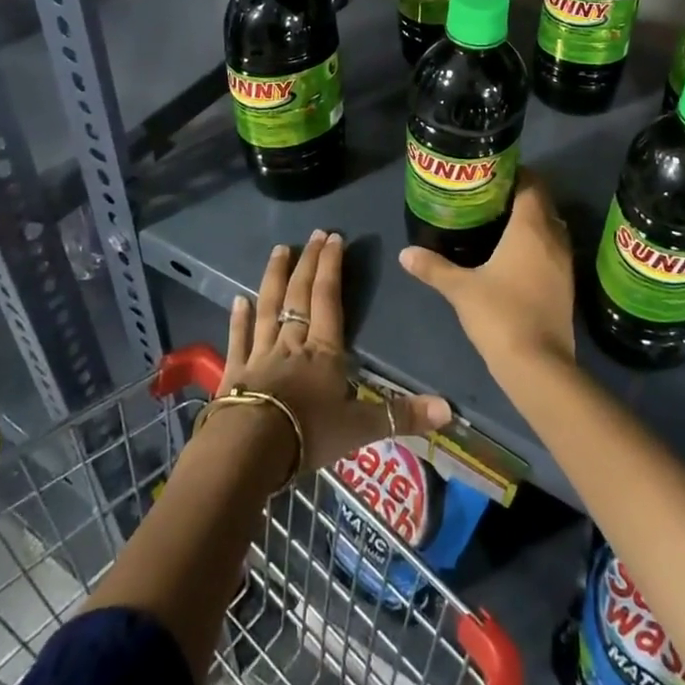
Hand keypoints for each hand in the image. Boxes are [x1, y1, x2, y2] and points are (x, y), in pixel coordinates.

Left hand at [222, 229, 451, 474]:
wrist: (248, 450)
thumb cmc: (308, 434)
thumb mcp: (360, 428)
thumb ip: (402, 416)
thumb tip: (449, 410)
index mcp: (323, 350)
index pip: (328, 298)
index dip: (332, 266)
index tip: (334, 237)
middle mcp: (292, 342)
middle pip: (300, 294)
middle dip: (308, 262)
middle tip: (313, 234)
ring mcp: (260, 354)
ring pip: (268, 307)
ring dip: (274, 277)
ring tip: (279, 250)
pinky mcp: (234, 372)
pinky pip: (238, 338)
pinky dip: (238, 318)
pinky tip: (237, 299)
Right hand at [400, 170, 577, 382]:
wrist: (538, 365)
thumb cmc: (500, 314)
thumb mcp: (460, 288)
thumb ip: (434, 267)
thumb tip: (405, 253)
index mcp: (531, 227)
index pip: (531, 184)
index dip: (515, 174)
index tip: (492, 174)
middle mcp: (553, 238)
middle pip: (543, 203)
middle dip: (521, 195)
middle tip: (490, 197)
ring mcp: (564, 263)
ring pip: (551, 227)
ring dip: (532, 221)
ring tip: (500, 223)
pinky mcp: (566, 285)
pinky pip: (553, 250)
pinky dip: (538, 245)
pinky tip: (515, 257)